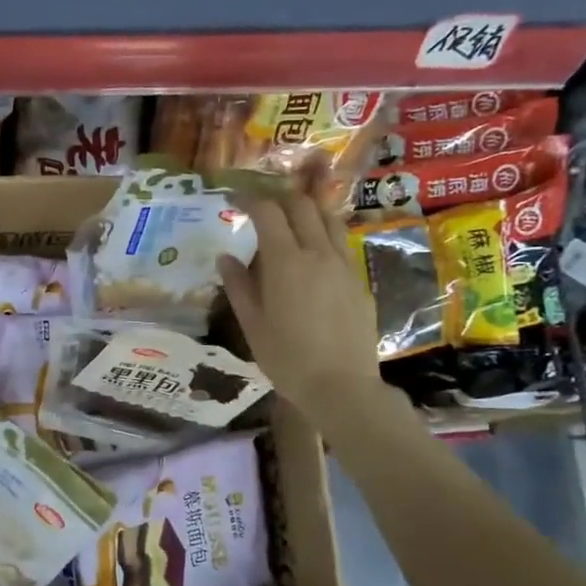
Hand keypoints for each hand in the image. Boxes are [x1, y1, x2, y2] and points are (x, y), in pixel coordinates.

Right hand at [218, 180, 387, 424]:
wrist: (342, 386)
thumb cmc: (287, 358)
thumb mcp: (252, 324)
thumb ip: (239, 285)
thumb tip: (226, 256)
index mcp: (285, 262)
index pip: (268, 211)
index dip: (249, 199)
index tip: (233, 199)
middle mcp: (318, 253)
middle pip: (301, 206)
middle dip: (278, 198)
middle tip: (260, 206)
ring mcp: (343, 265)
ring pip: (328, 219)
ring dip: (306, 210)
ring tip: (289, 219)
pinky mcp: (358, 281)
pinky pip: (340, 243)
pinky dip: (322, 234)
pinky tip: (312, 252)